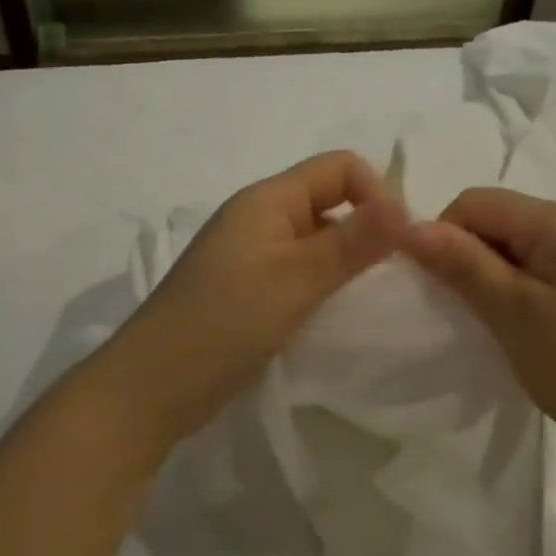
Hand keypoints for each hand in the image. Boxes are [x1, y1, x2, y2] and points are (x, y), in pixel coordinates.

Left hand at [106, 151, 407, 450]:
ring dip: (343, 259)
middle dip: (364, 228)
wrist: (150, 388)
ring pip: (313, 239)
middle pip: (327, 200)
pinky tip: (329, 314)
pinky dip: (320, 283)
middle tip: (388, 276)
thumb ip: (352, 242)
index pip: (339, 167)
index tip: (397, 244)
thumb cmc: (224, 324)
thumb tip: (405, 207)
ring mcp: (247, 255)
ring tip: (362, 298)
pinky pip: (295, 270)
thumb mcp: (296, 280)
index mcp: (267, 199)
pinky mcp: (243, 290)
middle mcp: (257, 217)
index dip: (376, 194)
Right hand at [403, 187, 555, 481]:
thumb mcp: (512, 312)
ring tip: (493, 321)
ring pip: (518, 246)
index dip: (445, 235)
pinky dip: (518, 288)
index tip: (438, 287)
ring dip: (492, 274)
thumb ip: (462, 263)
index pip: (478, 202)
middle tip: (465, 309)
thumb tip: (409, 225)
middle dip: (469, 255)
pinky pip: (542, 267)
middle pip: (500, 219)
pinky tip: (521, 324)